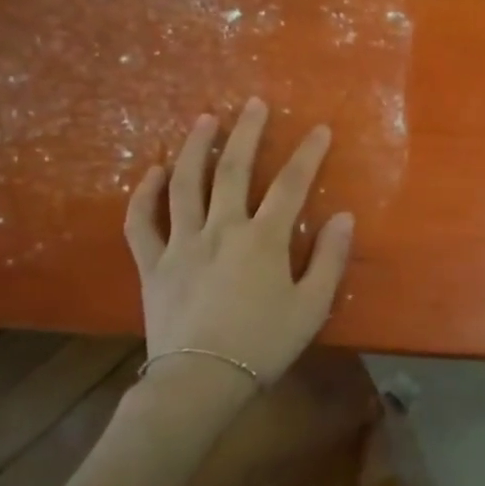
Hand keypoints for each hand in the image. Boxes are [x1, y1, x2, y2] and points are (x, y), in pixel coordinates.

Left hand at [123, 99, 354, 380]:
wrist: (200, 382)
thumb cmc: (263, 345)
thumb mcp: (312, 306)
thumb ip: (329, 259)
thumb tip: (343, 216)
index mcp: (263, 240)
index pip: (290, 185)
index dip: (308, 154)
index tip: (320, 129)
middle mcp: (221, 229)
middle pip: (233, 170)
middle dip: (247, 133)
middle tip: (254, 103)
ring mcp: (181, 244)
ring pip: (184, 185)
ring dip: (195, 148)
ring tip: (204, 119)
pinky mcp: (152, 263)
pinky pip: (141, 222)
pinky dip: (143, 194)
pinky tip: (152, 172)